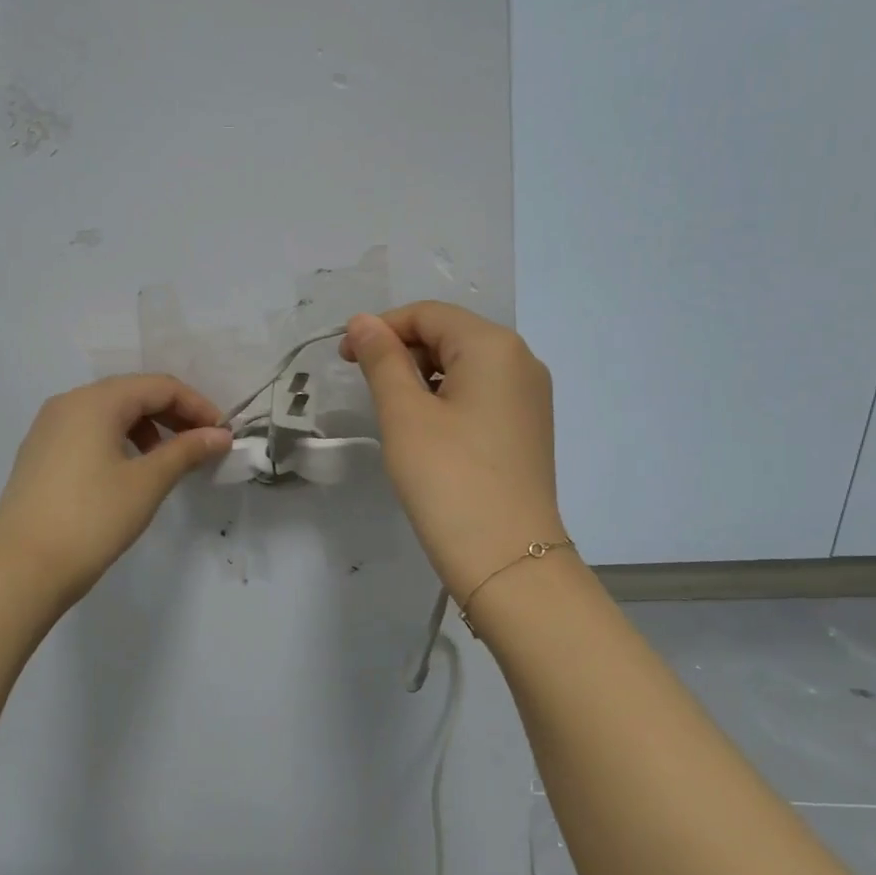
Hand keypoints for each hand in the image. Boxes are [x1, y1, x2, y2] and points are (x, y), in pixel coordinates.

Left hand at [0, 375, 231, 608]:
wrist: (23, 569)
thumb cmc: (92, 519)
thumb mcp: (147, 482)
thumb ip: (186, 451)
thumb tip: (220, 435)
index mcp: (95, 401)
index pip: (159, 386)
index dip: (197, 406)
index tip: (222, 435)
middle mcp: (68, 403)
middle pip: (133, 394)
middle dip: (173, 415)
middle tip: (202, 446)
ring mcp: (48, 428)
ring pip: (110, 413)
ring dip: (147, 428)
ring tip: (169, 460)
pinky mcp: (39, 453)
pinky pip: (89, 432)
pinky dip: (119, 440)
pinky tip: (131, 471)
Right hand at [341, 302, 565, 598]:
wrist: (506, 559)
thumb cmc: (448, 479)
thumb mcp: (404, 415)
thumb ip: (383, 360)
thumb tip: (364, 321)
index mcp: (494, 346)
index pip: (429, 315)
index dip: (381, 328)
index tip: (344, 358)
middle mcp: (522, 361)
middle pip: (450, 335)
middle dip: (402, 351)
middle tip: (363, 385)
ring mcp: (530, 397)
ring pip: (465, 367)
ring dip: (422, 377)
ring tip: (391, 411)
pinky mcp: (527, 429)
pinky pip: (481, 395)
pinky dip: (446, 400)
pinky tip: (425, 430)